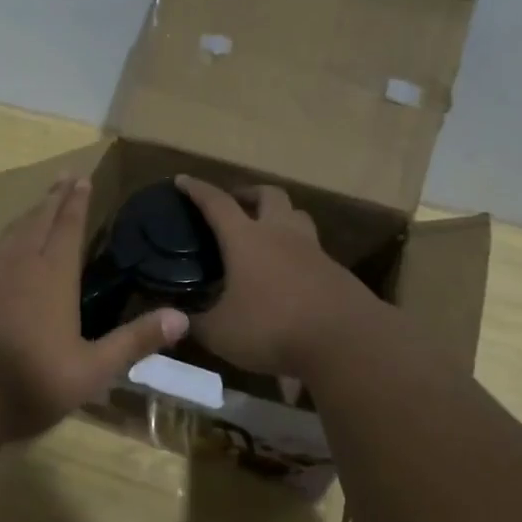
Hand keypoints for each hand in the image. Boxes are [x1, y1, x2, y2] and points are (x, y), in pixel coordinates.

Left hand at [0, 175, 188, 440]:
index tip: (82, 178)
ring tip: (40, 204)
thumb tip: (182, 318)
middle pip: (39, 219)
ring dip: (29, 213)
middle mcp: (19, 263)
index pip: (69, 227)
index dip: (77, 202)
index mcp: (52, 275)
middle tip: (64, 176)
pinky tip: (4, 248)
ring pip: (12, 232)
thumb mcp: (91, 371)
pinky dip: (5, 238)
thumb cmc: (27, 383)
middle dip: (55, 197)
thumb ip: (135, 342)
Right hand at [174, 175, 371, 376]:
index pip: (217, 203)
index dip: (197, 190)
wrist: (345, 340)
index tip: (183, 180)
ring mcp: (312, 250)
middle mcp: (280, 233)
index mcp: (246, 239)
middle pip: (268, 194)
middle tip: (235, 204)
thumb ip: (196, 324)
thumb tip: (176, 320)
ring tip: (266, 232)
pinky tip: (289, 273)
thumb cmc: (272, 328)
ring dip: (279, 215)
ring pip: (297, 215)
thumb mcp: (221, 333)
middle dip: (249, 193)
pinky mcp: (335, 270)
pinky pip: (312, 249)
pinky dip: (297, 251)